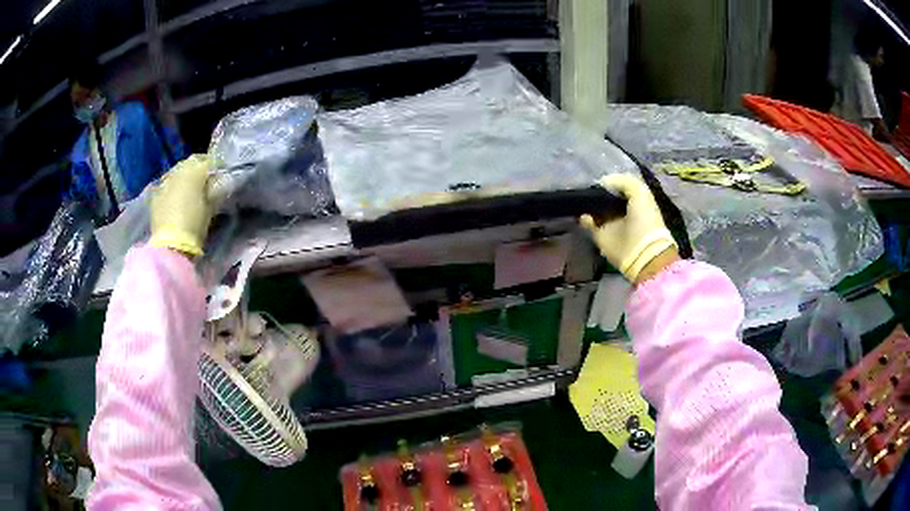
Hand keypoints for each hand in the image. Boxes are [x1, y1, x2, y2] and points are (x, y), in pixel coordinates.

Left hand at [149, 154, 213, 256]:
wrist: (171, 244)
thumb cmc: (195, 224)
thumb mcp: (211, 206)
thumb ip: (215, 189)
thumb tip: (218, 181)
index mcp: (195, 170)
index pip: (208, 161)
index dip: (214, 167)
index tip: (218, 175)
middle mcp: (178, 171)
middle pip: (190, 163)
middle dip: (197, 170)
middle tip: (204, 182)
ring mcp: (165, 182)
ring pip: (177, 173)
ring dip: (183, 178)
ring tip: (188, 190)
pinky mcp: (155, 195)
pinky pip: (166, 185)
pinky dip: (172, 189)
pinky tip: (175, 199)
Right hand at [580, 174, 677, 283]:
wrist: (641, 251)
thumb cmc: (644, 218)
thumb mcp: (640, 191)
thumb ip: (623, 181)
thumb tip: (604, 182)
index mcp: (635, 200)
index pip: (620, 187)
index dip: (611, 181)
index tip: (601, 178)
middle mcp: (622, 211)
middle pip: (606, 197)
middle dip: (598, 191)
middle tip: (588, 186)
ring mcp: (610, 223)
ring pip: (595, 209)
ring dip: (589, 203)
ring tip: (582, 196)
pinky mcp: (601, 235)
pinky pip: (588, 223)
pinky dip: (584, 218)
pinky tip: (583, 212)